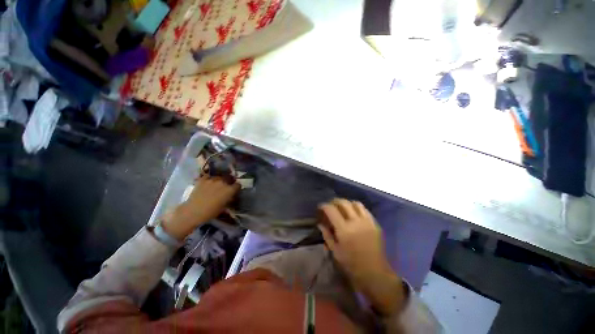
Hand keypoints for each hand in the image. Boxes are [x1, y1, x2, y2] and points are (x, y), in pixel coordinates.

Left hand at [162, 176, 239, 240]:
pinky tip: (207, 183)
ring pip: (219, 177)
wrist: (193, 211)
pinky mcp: (203, 179)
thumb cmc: (211, 212)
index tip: (234, 191)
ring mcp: (212, 179)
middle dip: (229, 182)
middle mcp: (223, 182)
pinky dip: (209, 179)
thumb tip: (231, 196)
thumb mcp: (224, 206)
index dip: (236, 188)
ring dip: (220, 180)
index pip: (238, 185)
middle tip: (226, 187)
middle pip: (229, 178)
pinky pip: (209, 176)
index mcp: (230, 190)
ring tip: (216, 185)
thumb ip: (229, 198)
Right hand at [319, 199, 404, 315]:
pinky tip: (354, 213)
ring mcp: (367, 221)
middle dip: (334, 202)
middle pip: (343, 203)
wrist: (374, 272)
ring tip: (343, 208)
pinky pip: (365, 210)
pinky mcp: (374, 224)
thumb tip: (320, 224)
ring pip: (355, 203)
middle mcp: (355, 221)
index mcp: (344, 229)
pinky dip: (357, 208)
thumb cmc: (351, 264)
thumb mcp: (335, 251)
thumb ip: (327, 235)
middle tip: (331, 206)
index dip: (324, 206)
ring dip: (347, 203)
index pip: (331, 210)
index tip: (321, 207)